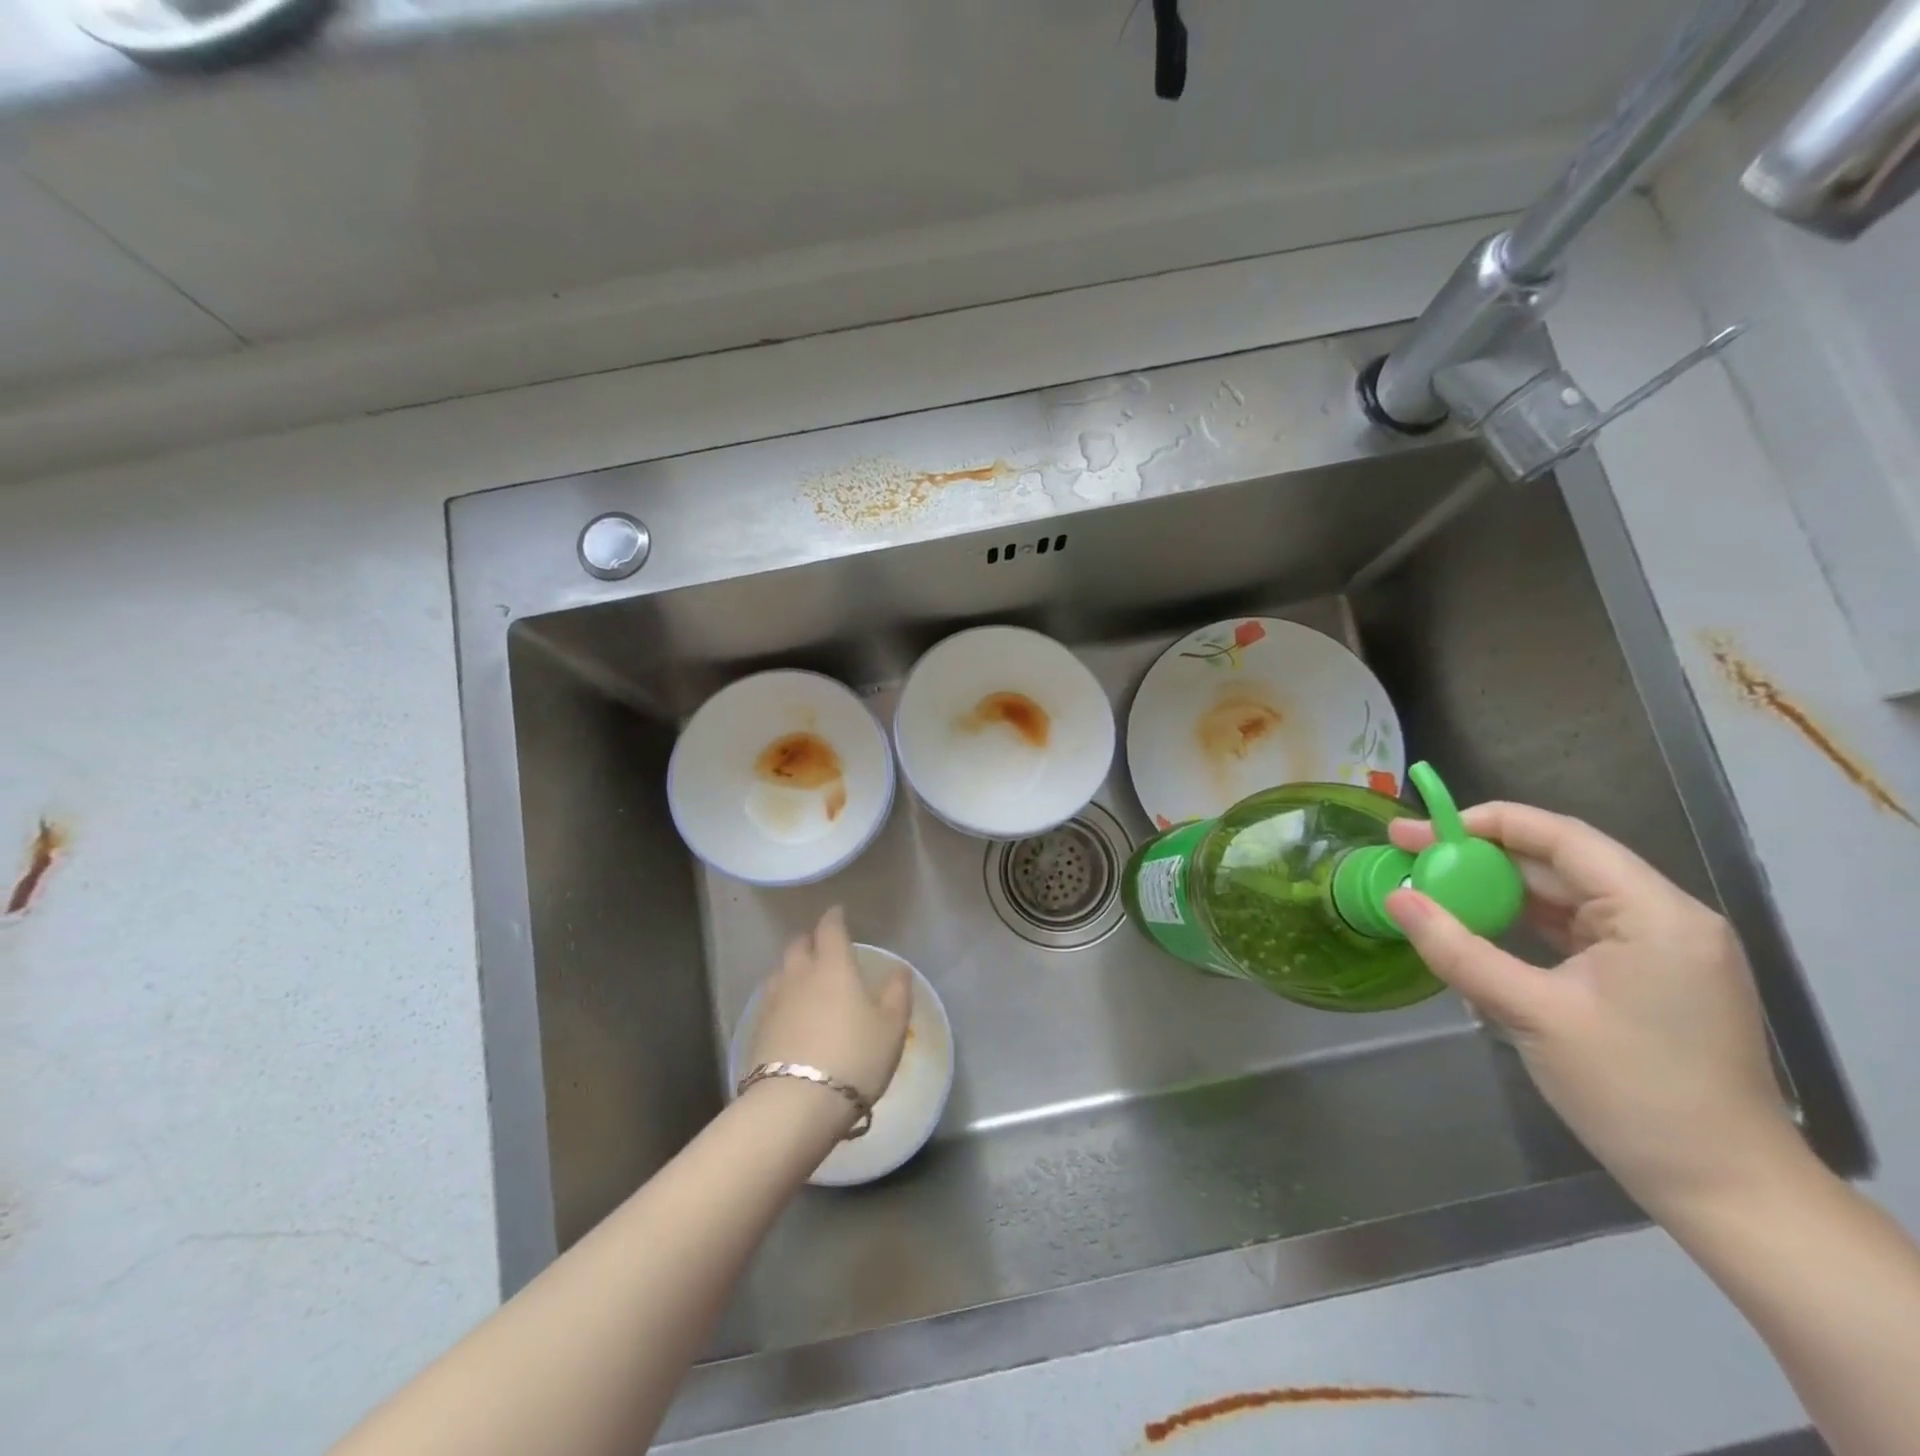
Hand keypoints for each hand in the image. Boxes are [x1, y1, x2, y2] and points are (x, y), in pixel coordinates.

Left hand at [749, 906, 911, 1110]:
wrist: (795, 1105)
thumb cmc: (854, 1058)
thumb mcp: (891, 1027)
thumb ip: (897, 993)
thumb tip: (899, 970)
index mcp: (833, 966)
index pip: (830, 928)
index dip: (834, 917)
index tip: (839, 913)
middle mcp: (799, 975)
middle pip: (798, 945)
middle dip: (810, 940)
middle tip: (822, 947)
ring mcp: (773, 1002)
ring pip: (781, 972)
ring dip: (793, 969)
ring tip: (805, 982)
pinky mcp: (757, 1029)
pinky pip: (771, 1001)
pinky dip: (782, 999)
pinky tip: (790, 1016)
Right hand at [1384, 803, 1799, 1219]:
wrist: (1724, 1190)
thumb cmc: (1633, 1093)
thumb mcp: (1532, 1014)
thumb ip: (1457, 949)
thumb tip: (1395, 898)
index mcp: (1655, 913)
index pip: (1561, 837)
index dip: (1486, 823)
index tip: (1421, 830)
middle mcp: (1663, 917)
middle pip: (1557, 864)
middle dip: (1479, 858)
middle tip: (1409, 856)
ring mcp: (1657, 948)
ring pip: (1559, 897)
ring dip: (1495, 893)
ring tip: (1431, 892)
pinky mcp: (1645, 977)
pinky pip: (1570, 930)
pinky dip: (1519, 925)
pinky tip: (1475, 931)